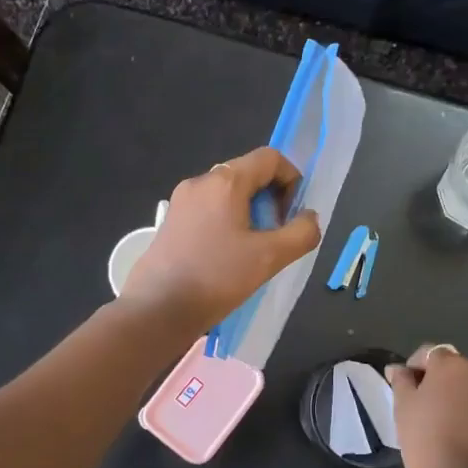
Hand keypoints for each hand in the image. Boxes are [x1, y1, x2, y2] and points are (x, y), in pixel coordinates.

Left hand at [121, 147, 321, 333]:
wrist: (158, 309)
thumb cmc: (216, 278)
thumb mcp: (269, 257)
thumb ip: (301, 233)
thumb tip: (309, 218)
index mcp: (225, 181)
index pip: (269, 158)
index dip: (291, 180)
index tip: (293, 215)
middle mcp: (200, 182)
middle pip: (247, 174)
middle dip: (270, 199)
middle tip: (275, 236)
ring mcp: (181, 201)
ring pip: (227, 194)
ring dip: (249, 213)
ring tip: (253, 250)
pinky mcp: (170, 222)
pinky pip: (209, 210)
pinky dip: (227, 222)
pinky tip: (227, 257)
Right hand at [388, 344, 467, 467]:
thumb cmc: (424, 439)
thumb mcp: (402, 406)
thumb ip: (401, 380)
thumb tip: (399, 368)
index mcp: (453, 365)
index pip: (431, 353)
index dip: (416, 367)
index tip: (407, 387)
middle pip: (458, 372)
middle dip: (444, 383)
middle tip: (428, 408)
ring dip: (465, 401)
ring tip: (451, 426)